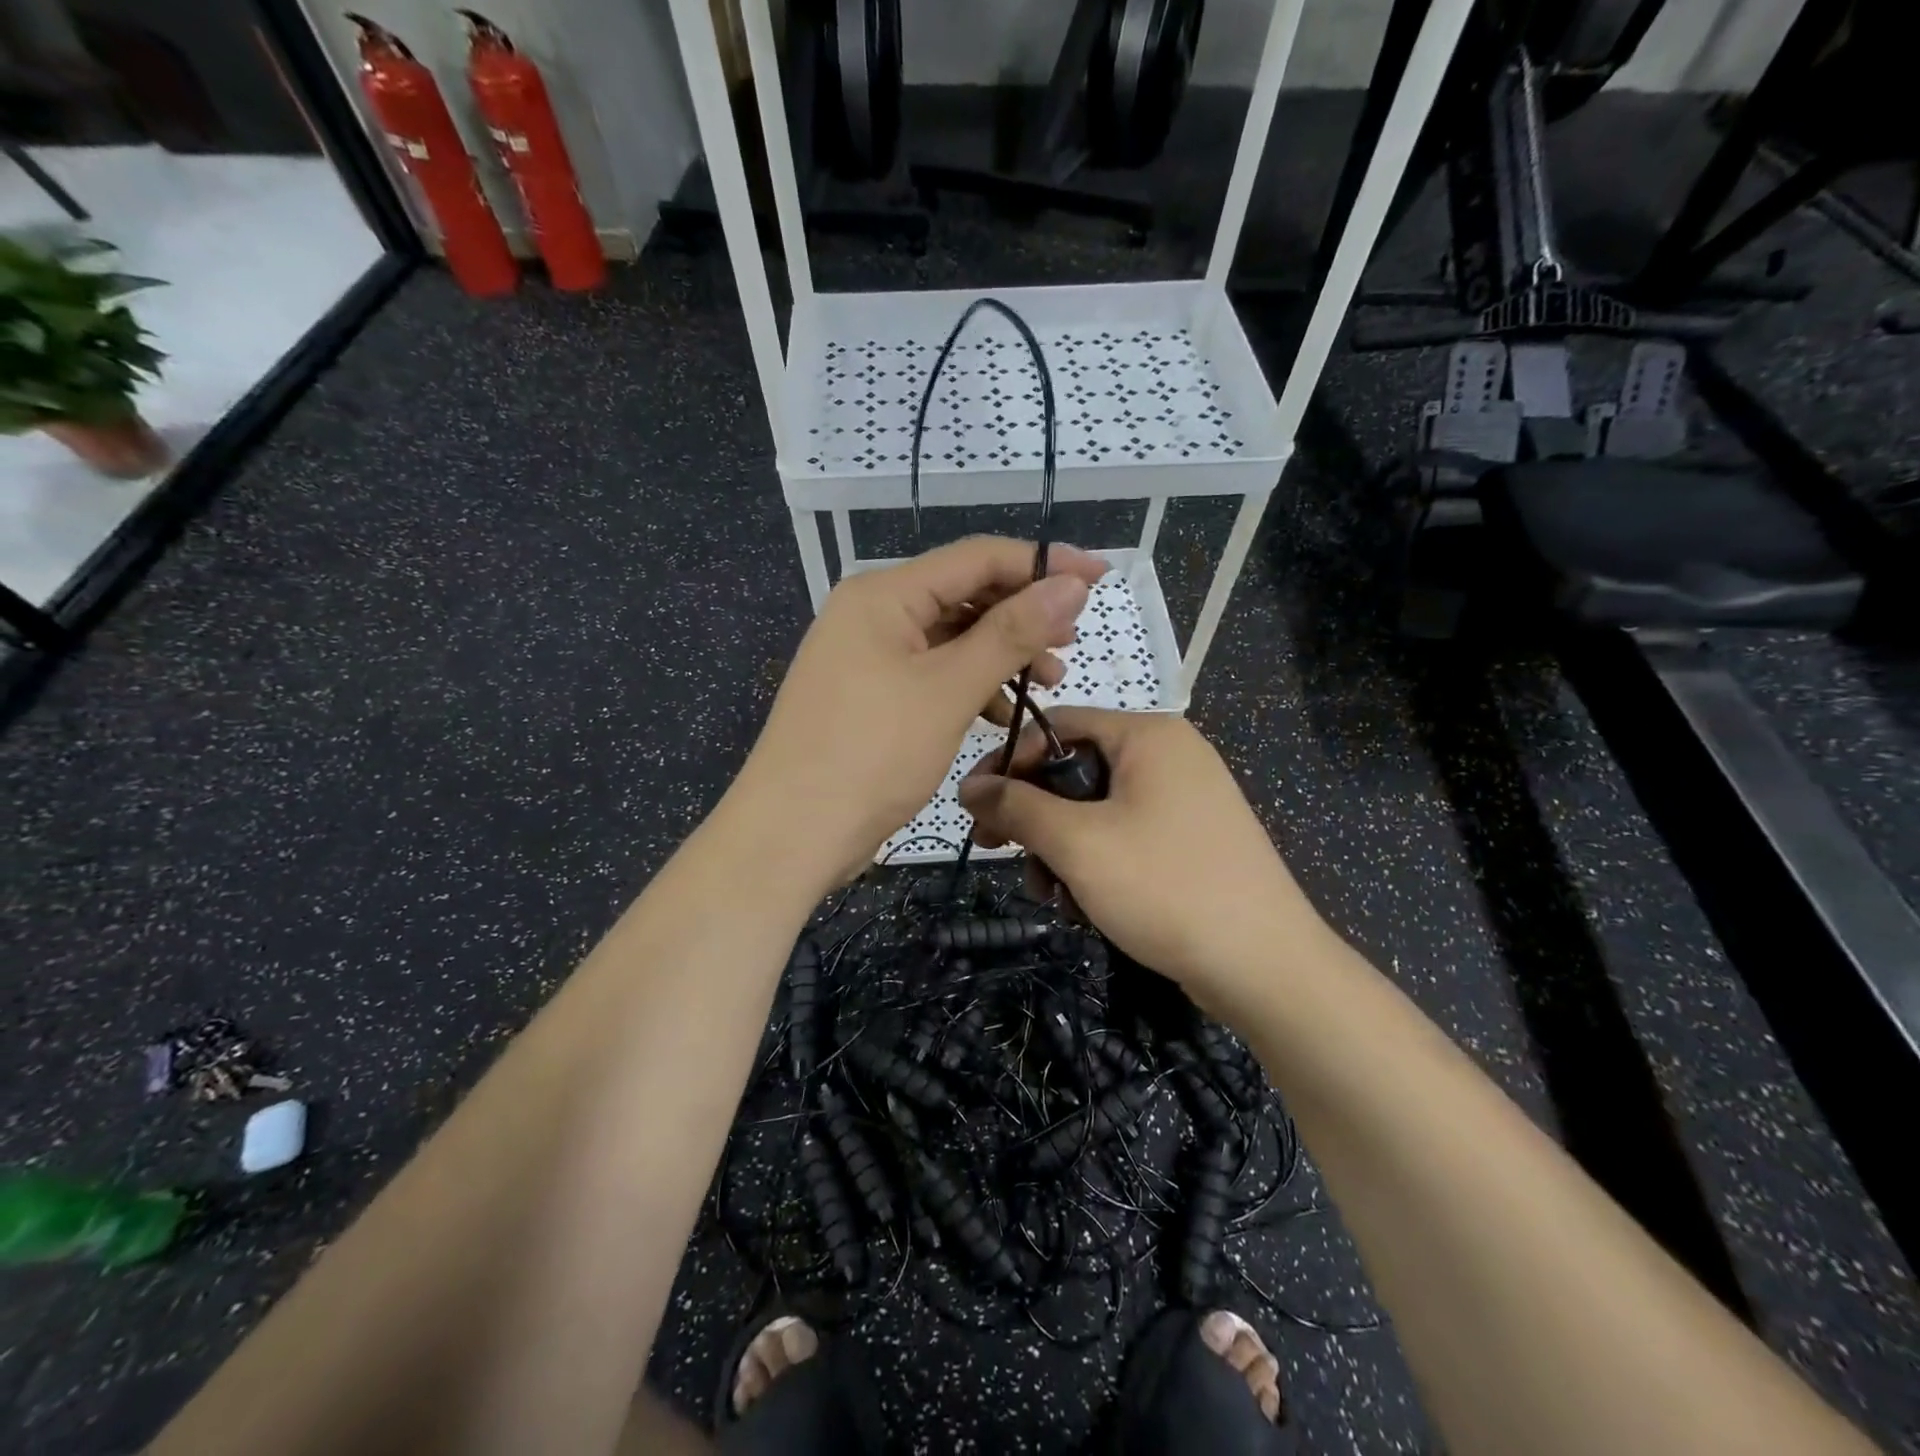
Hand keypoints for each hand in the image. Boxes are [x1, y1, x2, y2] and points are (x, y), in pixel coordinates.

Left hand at [733, 538, 1108, 884]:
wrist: (792, 834)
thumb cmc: (871, 754)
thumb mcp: (948, 689)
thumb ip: (1011, 633)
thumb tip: (1071, 583)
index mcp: (883, 594)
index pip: (977, 558)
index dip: (1041, 563)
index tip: (1100, 577)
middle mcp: (872, 615)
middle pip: (963, 595)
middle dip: (1022, 615)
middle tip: (1071, 643)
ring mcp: (868, 657)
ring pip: (951, 639)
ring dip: (1001, 655)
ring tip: (1049, 680)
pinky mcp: (871, 697)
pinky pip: (932, 675)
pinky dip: (971, 687)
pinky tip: (1002, 712)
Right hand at [957, 708, 1329, 1012]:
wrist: (1265, 967)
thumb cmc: (1165, 887)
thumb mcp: (1078, 844)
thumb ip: (1017, 807)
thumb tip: (969, 786)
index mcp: (1148, 736)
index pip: (1058, 724)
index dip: (1009, 762)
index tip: (975, 807)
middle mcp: (1170, 755)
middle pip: (1075, 769)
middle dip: (1034, 816)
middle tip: (1000, 852)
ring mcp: (1186, 799)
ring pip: (1096, 809)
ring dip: (1061, 848)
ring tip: (1050, 895)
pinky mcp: (1191, 839)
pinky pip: (1125, 835)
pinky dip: (1096, 863)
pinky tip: (1084, 905)